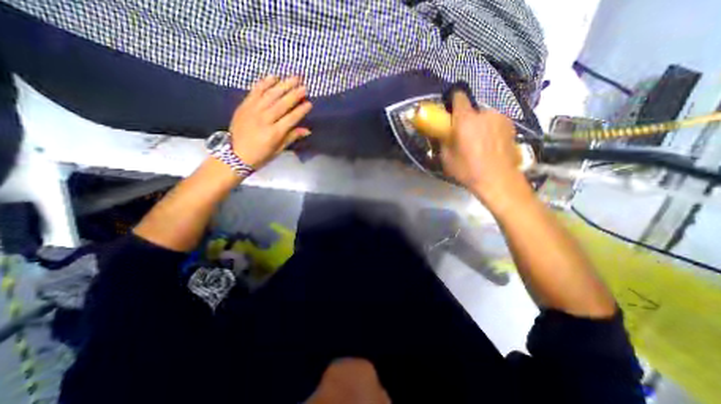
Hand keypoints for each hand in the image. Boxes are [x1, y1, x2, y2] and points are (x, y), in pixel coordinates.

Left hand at [228, 74, 312, 166]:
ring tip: (294, 78)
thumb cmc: (260, 155)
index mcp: (274, 133)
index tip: (309, 103)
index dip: (301, 110)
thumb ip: (292, 137)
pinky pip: (255, 91)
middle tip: (304, 86)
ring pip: (270, 95)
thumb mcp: (278, 150)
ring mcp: (253, 110)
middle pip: (282, 104)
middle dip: (294, 94)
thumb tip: (307, 130)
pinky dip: (264, 83)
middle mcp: (264, 119)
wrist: (234, 155)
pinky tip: (273, 77)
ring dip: (283, 85)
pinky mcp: (244, 105)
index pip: (291, 118)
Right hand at [436, 92, 531, 204]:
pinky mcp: (511, 126)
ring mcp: (500, 118)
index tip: (449, 109)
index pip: (459, 97)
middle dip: (466, 118)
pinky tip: (490, 144)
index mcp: (465, 120)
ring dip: (479, 124)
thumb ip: (443, 141)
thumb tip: (442, 133)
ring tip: (478, 141)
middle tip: (463, 134)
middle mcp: (484, 113)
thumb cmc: (468, 170)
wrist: (498, 180)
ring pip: (485, 116)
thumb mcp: (446, 158)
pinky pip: (495, 122)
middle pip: (472, 109)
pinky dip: (491, 129)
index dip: (453, 100)